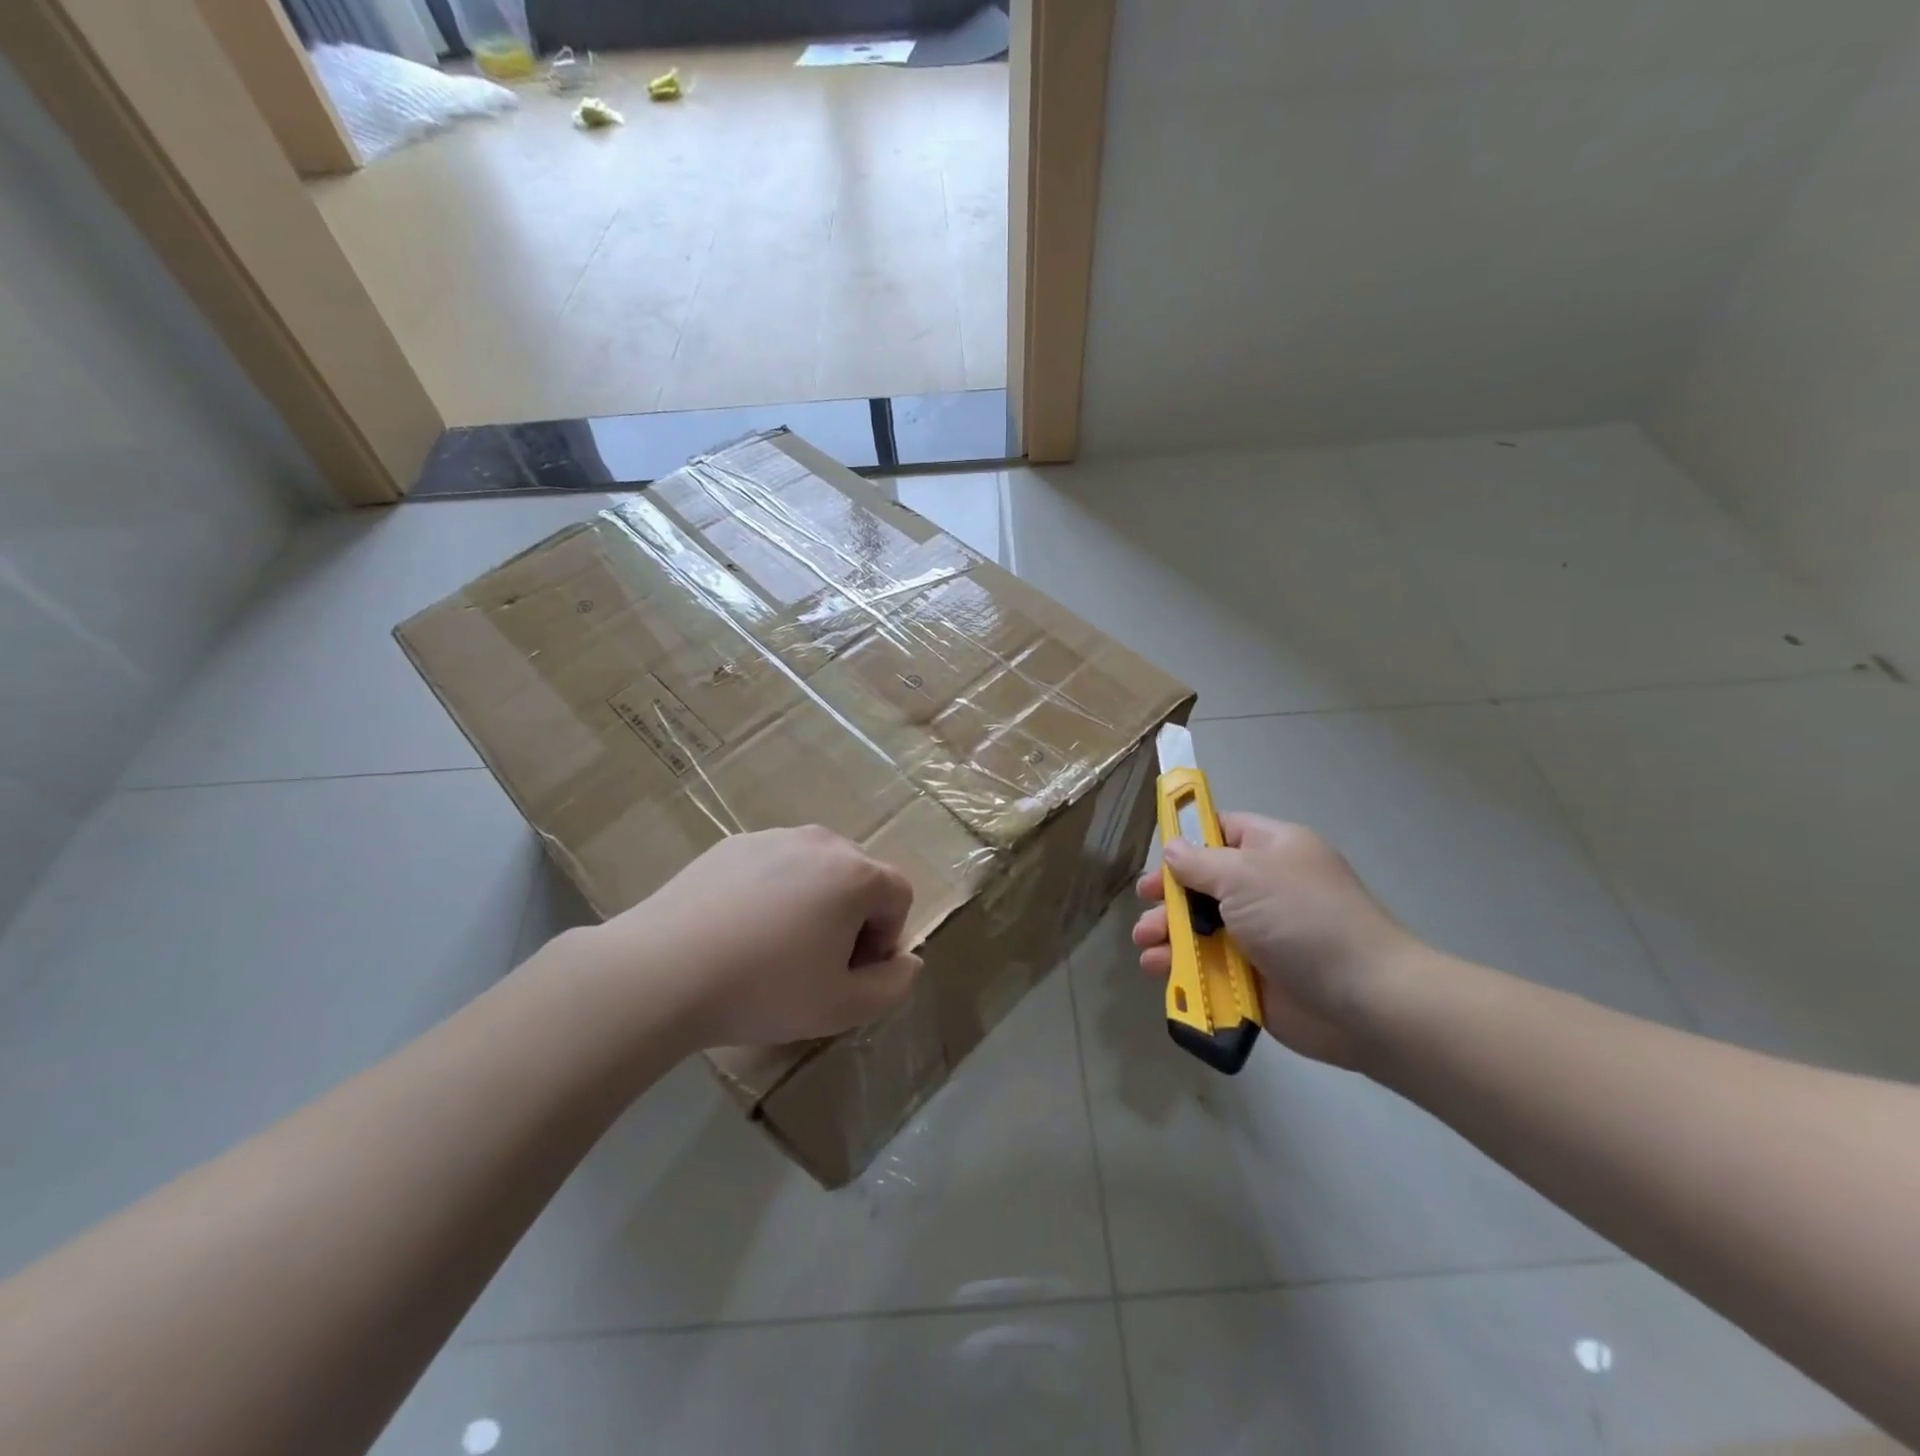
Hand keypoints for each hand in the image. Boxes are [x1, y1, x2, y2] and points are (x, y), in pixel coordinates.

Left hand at [586, 827, 922, 1050]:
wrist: (663, 971)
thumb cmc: (765, 988)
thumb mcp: (843, 1007)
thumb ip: (894, 985)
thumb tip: (909, 960)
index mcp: (856, 873)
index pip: (899, 895)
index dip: (886, 938)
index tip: (851, 973)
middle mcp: (821, 842)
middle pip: (859, 876)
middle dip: (853, 918)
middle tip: (817, 963)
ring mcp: (772, 837)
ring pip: (814, 869)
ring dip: (813, 903)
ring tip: (775, 947)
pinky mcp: (731, 845)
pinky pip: (773, 866)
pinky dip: (772, 892)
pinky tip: (739, 931)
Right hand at [1133, 814, 1420, 1066]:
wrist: (1364, 1000)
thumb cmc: (1303, 920)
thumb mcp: (1245, 875)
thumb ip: (1200, 862)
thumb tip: (1173, 851)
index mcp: (1272, 849)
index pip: (1222, 830)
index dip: (1188, 839)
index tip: (1158, 855)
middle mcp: (1264, 888)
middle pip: (1202, 882)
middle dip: (1169, 893)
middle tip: (1145, 903)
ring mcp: (1259, 934)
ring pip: (1200, 925)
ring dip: (1168, 931)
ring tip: (1147, 941)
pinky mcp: (1253, 976)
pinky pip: (1208, 964)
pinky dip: (1181, 965)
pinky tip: (1160, 968)